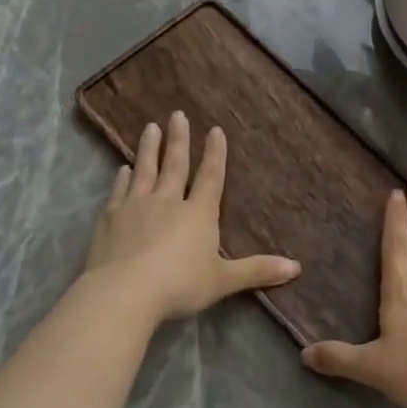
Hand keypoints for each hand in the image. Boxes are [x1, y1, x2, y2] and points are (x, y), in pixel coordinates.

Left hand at [85, 112, 300, 321]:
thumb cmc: (179, 285)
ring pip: (145, 170)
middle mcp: (168, 202)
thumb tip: (296, 268)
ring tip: (150, 127)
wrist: (123, 293)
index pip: (210, 177)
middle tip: (177, 114)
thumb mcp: (223, 281)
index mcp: (198, 214)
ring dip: (149, 148)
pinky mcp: (110, 219)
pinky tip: (123, 169)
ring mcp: (136, 207)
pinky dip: (122, 178)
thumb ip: (257, 271)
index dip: (215, 154)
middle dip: (179, 139)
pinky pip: (119, 191)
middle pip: (175, 165)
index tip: (215, 130)